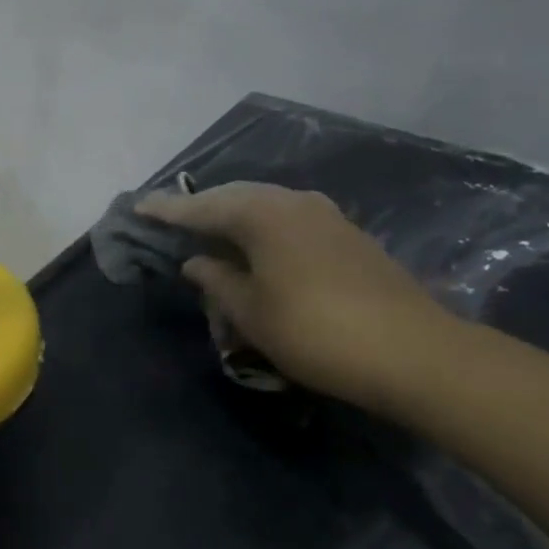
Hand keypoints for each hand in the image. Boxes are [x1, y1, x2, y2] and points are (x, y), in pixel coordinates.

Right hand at [137, 183, 461, 412]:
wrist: (410, 351)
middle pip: (236, 197)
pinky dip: (262, 230)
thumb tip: (196, 262)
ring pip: (266, 206)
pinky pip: (288, 220)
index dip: (168, 211)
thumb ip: (217, 280)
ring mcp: (326, 216)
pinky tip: (256, 248)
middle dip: (202, 208)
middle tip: (172, 220)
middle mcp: (294, 202)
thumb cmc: (313, 331)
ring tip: (210, 233)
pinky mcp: (347, 236)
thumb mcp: (250, 312)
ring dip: (235, 218)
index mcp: (263, 214)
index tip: (139, 208)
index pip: (203, 206)